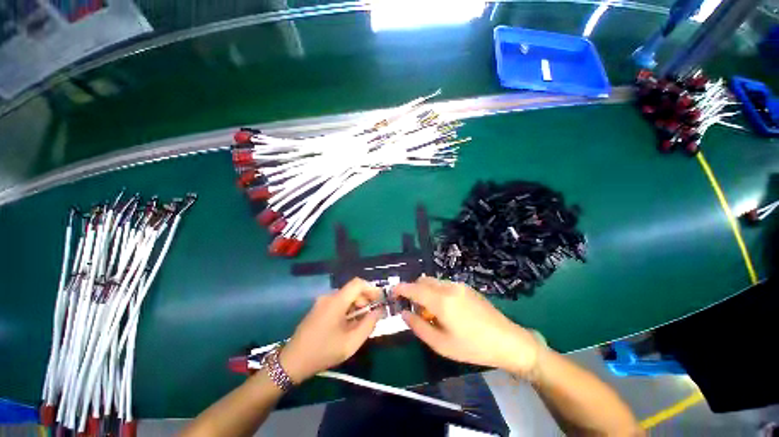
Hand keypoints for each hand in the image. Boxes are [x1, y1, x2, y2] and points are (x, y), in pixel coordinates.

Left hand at [279, 278, 381, 382]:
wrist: (293, 362)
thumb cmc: (324, 352)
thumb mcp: (351, 343)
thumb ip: (368, 325)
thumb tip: (378, 311)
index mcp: (336, 302)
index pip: (357, 283)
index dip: (371, 288)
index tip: (379, 300)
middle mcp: (329, 297)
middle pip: (352, 290)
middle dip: (364, 300)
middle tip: (370, 316)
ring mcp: (321, 302)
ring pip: (345, 297)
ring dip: (356, 306)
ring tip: (359, 323)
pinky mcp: (318, 308)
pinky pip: (337, 303)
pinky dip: (347, 309)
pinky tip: (347, 325)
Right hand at [394, 277, 540, 377]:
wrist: (508, 341)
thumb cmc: (473, 347)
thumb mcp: (442, 344)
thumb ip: (419, 327)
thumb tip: (404, 313)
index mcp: (442, 301)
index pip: (415, 288)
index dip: (402, 288)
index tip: (393, 291)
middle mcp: (449, 288)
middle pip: (423, 281)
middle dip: (413, 289)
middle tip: (412, 306)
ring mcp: (460, 285)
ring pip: (434, 281)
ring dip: (425, 290)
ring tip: (428, 310)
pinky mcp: (467, 287)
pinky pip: (444, 284)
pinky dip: (436, 291)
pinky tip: (443, 307)